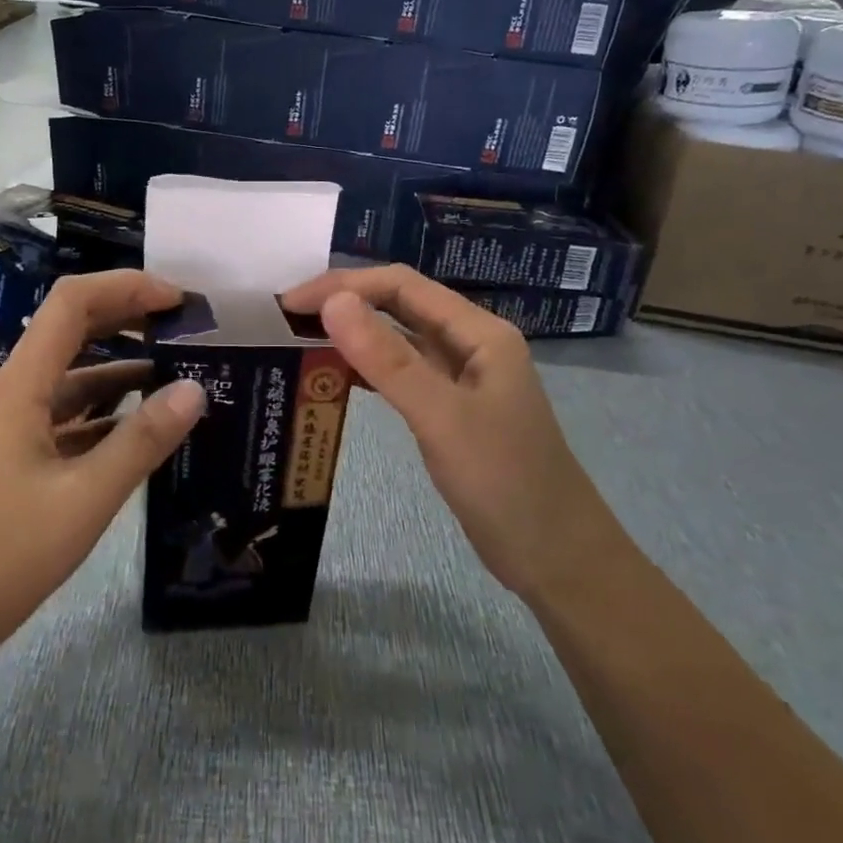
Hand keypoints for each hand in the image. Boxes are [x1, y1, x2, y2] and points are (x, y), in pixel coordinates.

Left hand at [0, 271, 206, 663]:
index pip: (71, 304)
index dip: (125, 287)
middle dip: (127, 321)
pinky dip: (104, 417)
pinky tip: (141, 432)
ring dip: (120, 372)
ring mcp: (7, 431)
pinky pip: (64, 422)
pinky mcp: (10, 464)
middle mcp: (10, 396)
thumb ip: (142, 441)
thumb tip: (196, 388)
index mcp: (18, 388)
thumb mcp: (84, 499)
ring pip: (70, 382)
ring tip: (178, 377)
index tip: (177, 299)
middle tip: (186, 328)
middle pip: (70, 333)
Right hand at [282, 266, 604, 601]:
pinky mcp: (450, 410)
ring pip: (399, 340)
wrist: (555, 558)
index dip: (344, 285)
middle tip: (286, 319)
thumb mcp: (441, 417)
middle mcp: (470, 344)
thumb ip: (387, 360)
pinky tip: (334, 379)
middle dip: (345, 304)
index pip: (402, 285)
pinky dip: (367, 371)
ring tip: (300, 341)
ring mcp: (461, 379)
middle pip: (399, 306)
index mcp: (478, 332)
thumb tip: (333, 302)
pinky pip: (401, 375)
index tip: (291, 303)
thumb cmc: (505, 483)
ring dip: (353, 335)